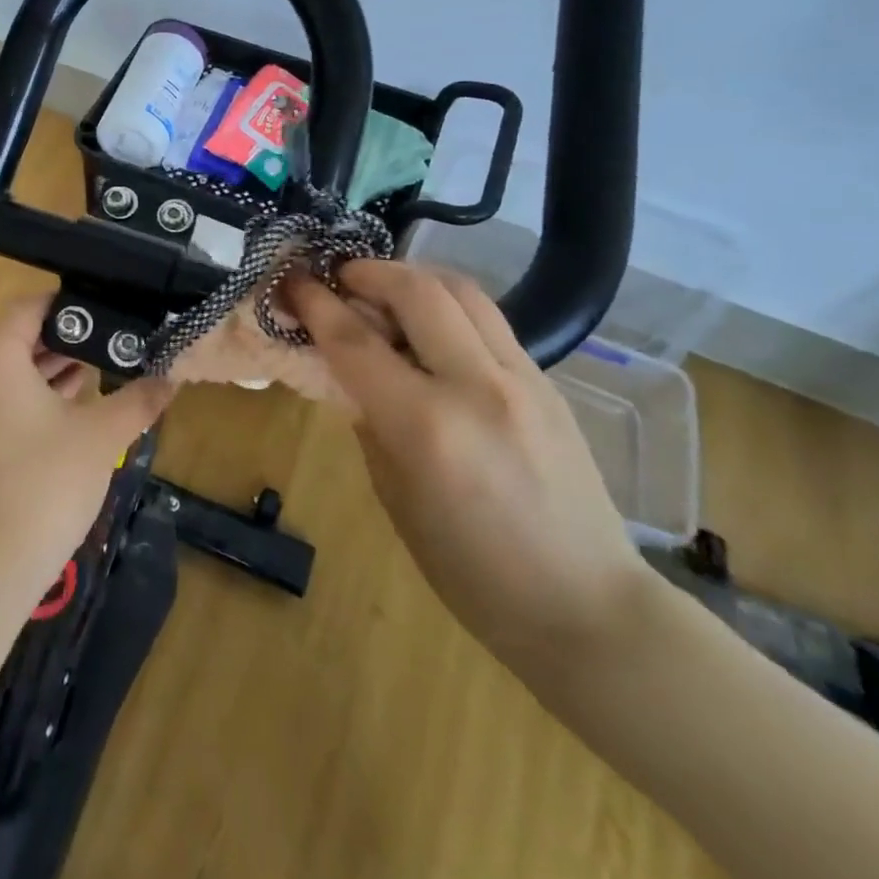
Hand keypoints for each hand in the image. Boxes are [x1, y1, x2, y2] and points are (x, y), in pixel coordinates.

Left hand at [0, 296, 175, 606]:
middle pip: (18, 339)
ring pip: (11, 372)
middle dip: (65, 338)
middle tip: (111, 338)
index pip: (28, 308)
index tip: (104, 307)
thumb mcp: (103, 435)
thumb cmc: (48, 482)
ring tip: (100, 367)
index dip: (66, 304)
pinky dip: (35, 396)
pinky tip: (74, 407)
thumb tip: (172, 377)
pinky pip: (3, 401)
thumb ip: (139, 399)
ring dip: (51, 368)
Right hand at [285, 260, 656, 670]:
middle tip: (338, 277)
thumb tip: (351, 371)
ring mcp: (522, 378)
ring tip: (382, 289)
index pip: (355, 341)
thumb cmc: (471, 570)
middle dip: (368, 272)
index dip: (315, 303)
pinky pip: (488, 319)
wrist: (586, 606)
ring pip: (461, 290)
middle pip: (416, 291)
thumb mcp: (395, 496)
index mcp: (426, 426)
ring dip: (411, 277)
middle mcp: (476, 387)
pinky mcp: (546, 381)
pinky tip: (428, 327)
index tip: (292, 279)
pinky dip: (446, 304)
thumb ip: (370, 421)